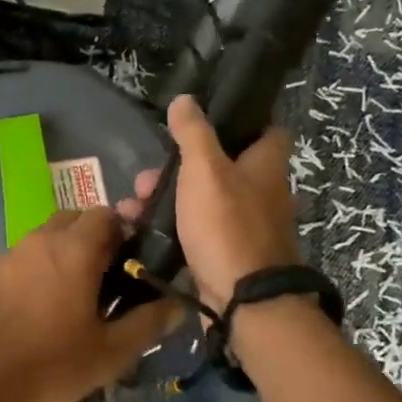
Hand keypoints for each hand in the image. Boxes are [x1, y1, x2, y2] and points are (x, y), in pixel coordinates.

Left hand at [0, 207, 176, 401]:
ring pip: (44, 237)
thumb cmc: (48, 363)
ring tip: (70, 296)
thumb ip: (147, 323)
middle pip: (73, 219)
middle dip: (92, 238)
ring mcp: (8, 253)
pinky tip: (34, 307)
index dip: (123, 231)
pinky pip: (20, 259)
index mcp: (75, 248)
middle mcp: (40, 238)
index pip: (106, 213)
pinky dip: (34, 270)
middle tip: (104, 278)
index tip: (131, 261)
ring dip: (61, 253)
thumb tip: (177, 304)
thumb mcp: (109, 352)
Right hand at [119, 95, 299, 312]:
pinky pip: (196, 230)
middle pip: (221, 166)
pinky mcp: (228, 255)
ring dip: (167, 198)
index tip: (206, 119)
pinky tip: (140, 229)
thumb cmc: (227, 225)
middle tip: (148, 175)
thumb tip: (186, 99)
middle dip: (179, 167)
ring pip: (203, 200)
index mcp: (266, 166)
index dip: (242, 121)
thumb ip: (193, 132)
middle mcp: (263, 193)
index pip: (268, 130)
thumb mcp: (205, 169)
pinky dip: (171, 227)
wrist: (244, 303)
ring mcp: (246, 227)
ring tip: (134, 205)